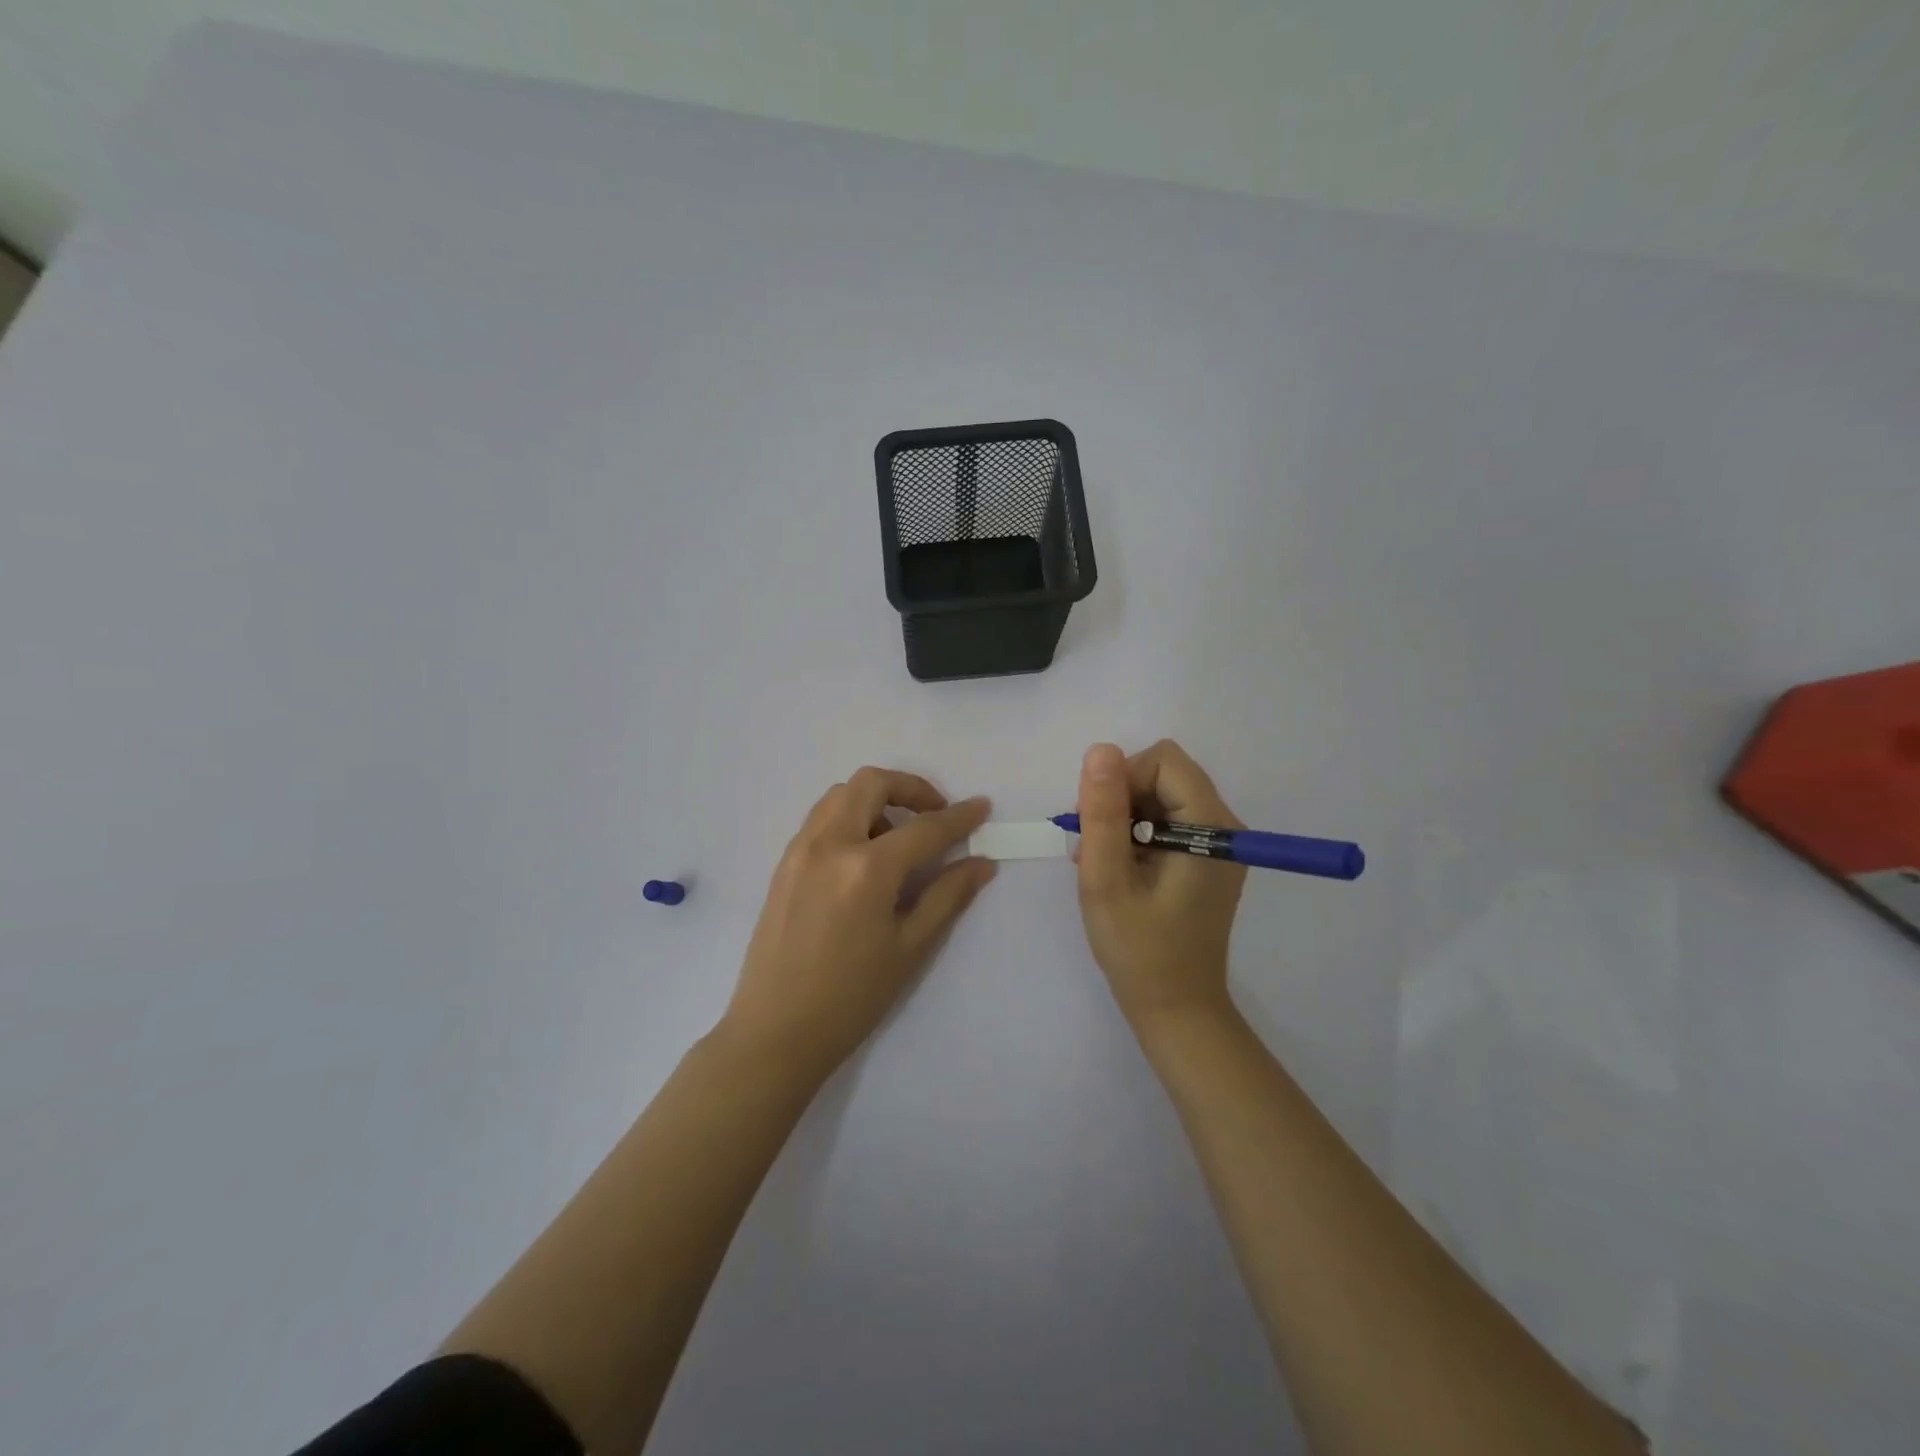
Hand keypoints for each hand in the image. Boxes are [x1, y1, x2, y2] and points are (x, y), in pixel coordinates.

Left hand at [720, 768, 995, 1080]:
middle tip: (935, 815)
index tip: (981, 807)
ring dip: (876, 799)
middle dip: (911, 788)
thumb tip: (982, 862)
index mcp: (867, 868)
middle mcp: (829, 844)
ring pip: (840, 793)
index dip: (958, 817)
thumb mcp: (909, 949)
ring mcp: (799, 850)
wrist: (775, 1032)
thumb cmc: (851, 998)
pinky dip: (849, 815)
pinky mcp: (783, 863)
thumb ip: (947, 896)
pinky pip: (820, 817)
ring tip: (898, 836)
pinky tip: (864, 855)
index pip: (924, 828)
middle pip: (872, 783)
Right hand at [1074, 740, 1246, 1030]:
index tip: (1096, 823)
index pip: (1162, 761)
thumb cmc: (1139, 950)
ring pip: (1161, 797)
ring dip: (1123, 818)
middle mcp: (1223, 827)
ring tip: (1101, 863)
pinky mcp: (1206, 860)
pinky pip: (1167, 822)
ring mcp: (1217, 845)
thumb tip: (1101, 750)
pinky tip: (1117, 869)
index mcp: (1209, 827)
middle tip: (1092, 846)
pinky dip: (1136, 835)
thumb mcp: (1107, 879)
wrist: (1176, 1009)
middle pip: (1164, 775)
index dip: (1121, 780)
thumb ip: (1103, 812)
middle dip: (1119, 799)